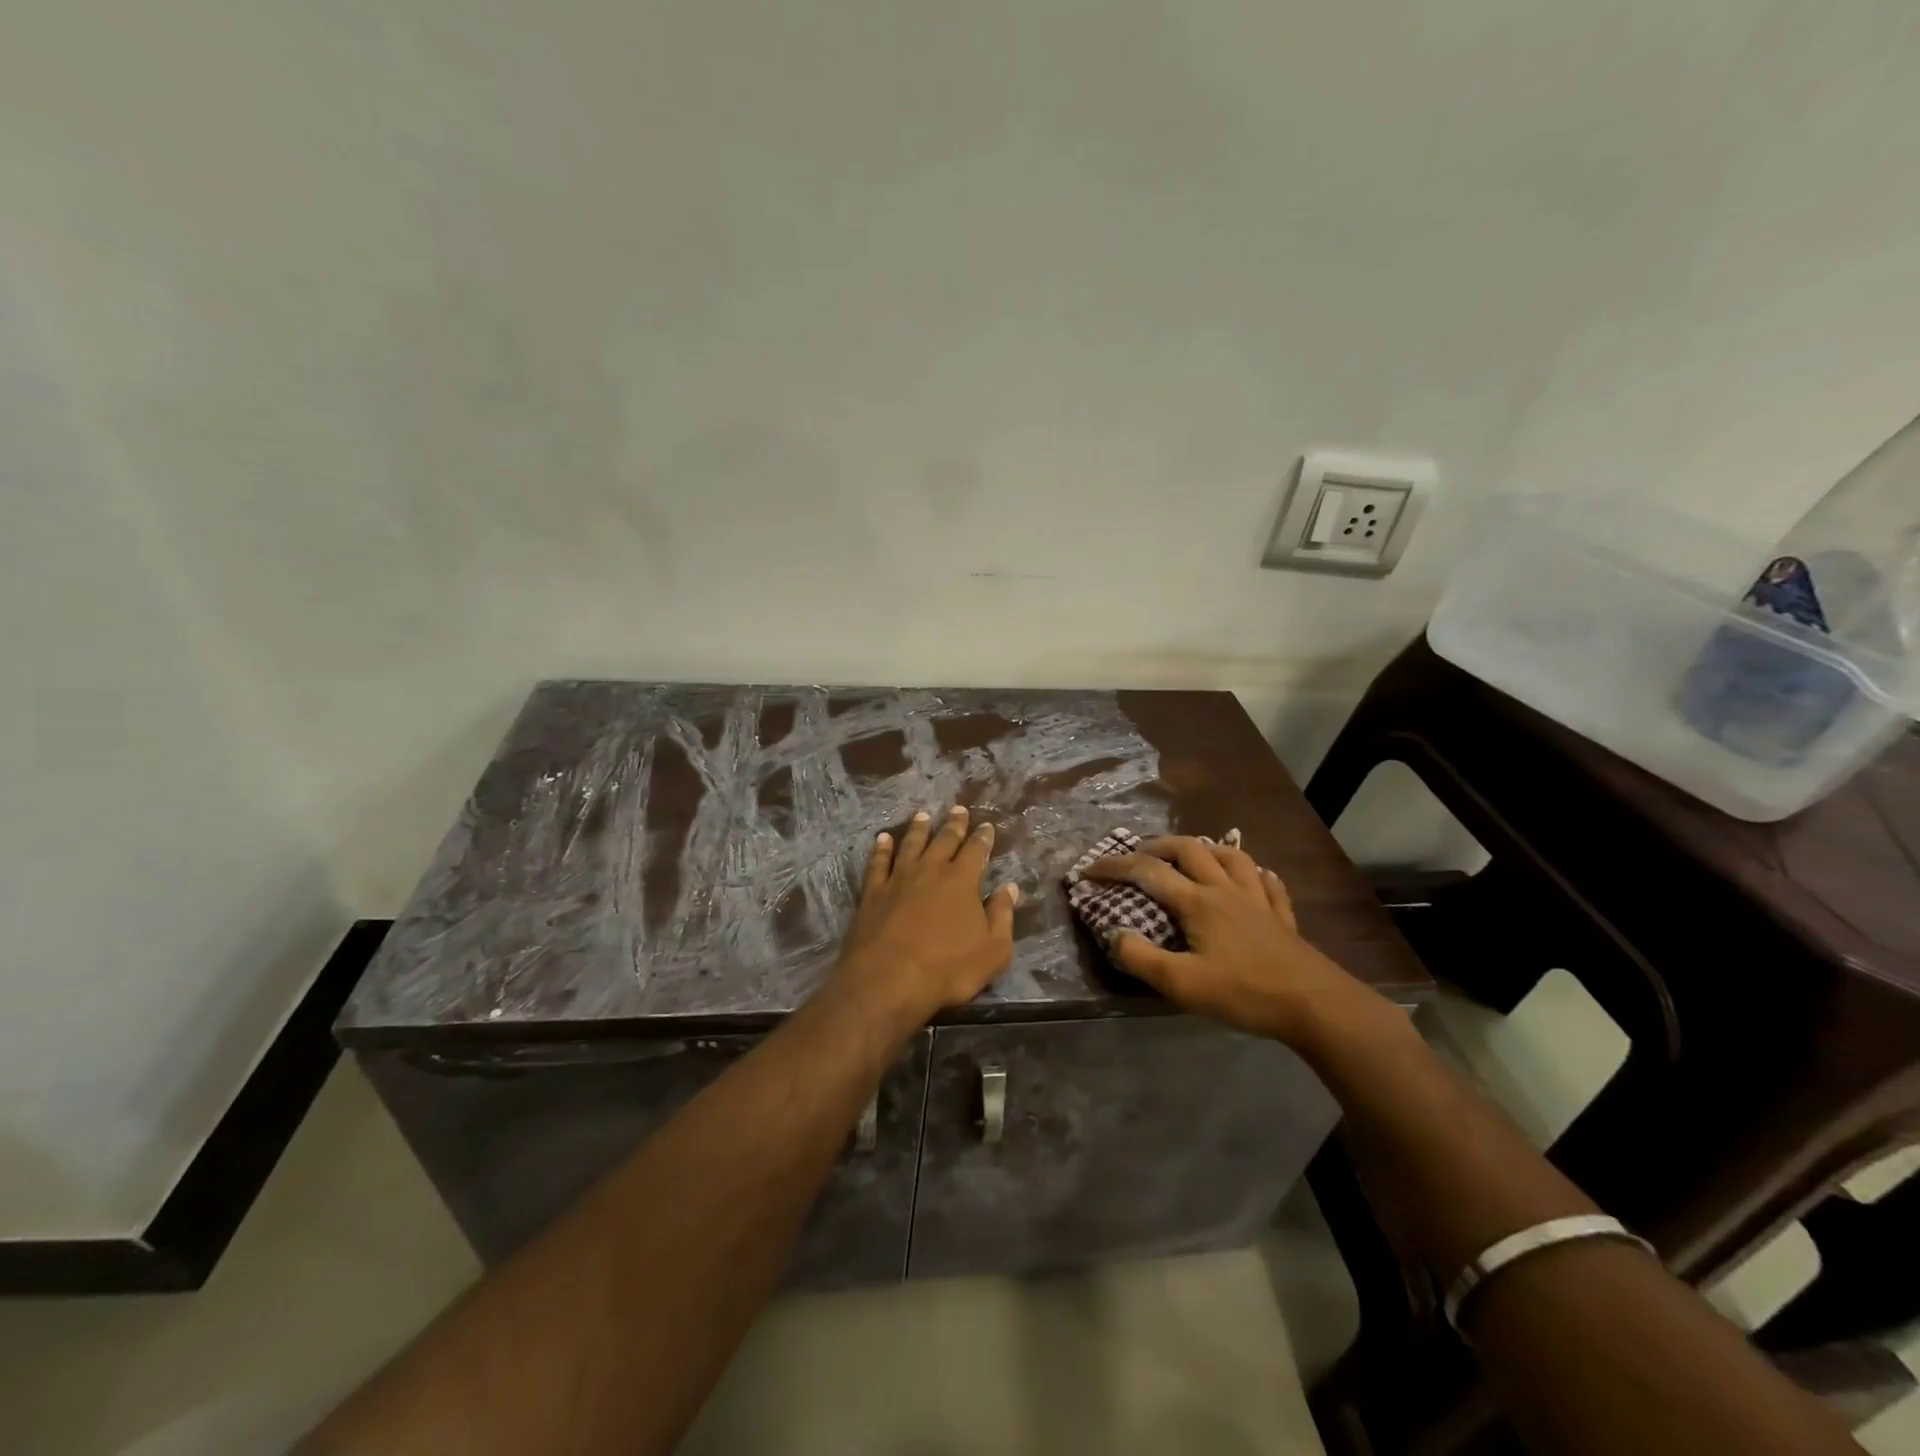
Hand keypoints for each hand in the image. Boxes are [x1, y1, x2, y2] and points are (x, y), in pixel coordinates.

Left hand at [831, 805, 1019, 1026]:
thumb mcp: (993, 950)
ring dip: (919, 829)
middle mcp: (930, 870)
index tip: (986, 826)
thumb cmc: (948, 969)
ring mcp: (898, 879)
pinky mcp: (872, 893)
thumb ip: (1002, 916)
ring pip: (911, 845)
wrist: (888, 980)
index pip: (976, 851)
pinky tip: (883, 839)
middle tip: (958, 809)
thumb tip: (1009, 888)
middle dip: (954, 825)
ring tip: (923, 815)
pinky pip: (878, 863)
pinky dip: (882, 849)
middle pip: (944, 840)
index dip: (982, 838)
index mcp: (962, 880)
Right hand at [1079, 836, 1365, 1046]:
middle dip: (1157, 845)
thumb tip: (1113, 935)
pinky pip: (1268, 883)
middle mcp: (1225, 890)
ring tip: (1190, 856)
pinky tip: (1252, 878)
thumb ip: (1142, 959)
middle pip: (1189, 849)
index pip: (1148, 872)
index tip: (1088, 870)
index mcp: (1198, 902)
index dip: (1114, 867)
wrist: (1315, 1005)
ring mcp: (1258, 900)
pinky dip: (1254, 874)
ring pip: (1231, 856)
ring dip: (1205, 849)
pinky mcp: (1282, 917)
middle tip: (1138, 855)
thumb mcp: (1183, 985)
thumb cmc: (1245, 993)